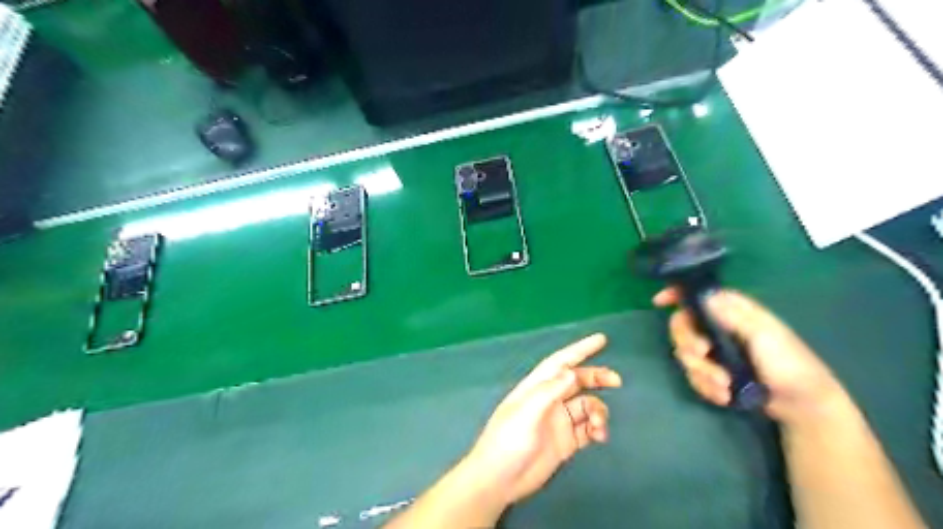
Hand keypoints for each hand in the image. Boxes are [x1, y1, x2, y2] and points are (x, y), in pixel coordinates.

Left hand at [462, 334, 619, 508]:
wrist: (499, 480)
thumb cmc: (508, 440)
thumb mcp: (526, 413)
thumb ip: (549, 392)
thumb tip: (572, 372)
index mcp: (537, 387)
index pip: (561, 362)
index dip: (580, 349)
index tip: (601, 340)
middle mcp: (550, 400)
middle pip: (578, 381)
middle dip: (597, 377)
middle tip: (617, 381)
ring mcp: (558, 421)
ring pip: (586, 405)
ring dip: (598, 411)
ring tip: (599, 425)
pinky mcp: (565, 442)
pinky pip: (587, 429)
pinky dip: (597, 429)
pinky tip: (600, 436)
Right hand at [658, 290, 847, 429]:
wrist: (801, 405)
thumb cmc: (789, 363)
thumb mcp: (764, 335)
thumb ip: (733, 315)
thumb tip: (704, 296)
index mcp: (732, 312)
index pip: (698, 296)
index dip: (676, 295)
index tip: (659, 302)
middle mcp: (718, 328)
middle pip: (682, 326)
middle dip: (687, 344)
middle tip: (702, 355)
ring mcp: (714, 352)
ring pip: (685, 355)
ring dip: (701, 372)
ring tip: (723, 387)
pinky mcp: (713, 373)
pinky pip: (694, 376)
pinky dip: (706, 387)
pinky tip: (723, 396)